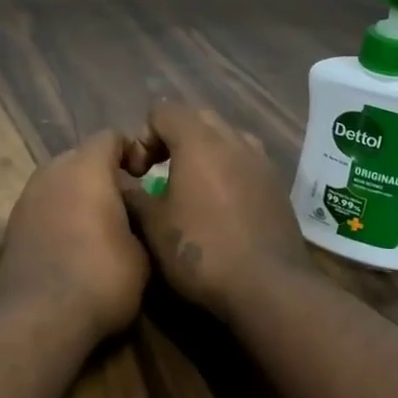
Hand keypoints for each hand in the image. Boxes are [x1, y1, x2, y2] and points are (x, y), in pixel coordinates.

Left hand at [0, 131, 149, 343]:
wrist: (40, 317)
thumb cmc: (100, 277)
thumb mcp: (142, 251)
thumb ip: (138, 219)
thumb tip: (132, 215)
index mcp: (86, 167)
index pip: (110, 137)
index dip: (131, 151)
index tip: (146, 176)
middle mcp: (52, 171)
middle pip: (81, 157)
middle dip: (103, 173)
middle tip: (125, 202)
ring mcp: (27, 197)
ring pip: (59, 181)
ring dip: (78, 194)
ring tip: (99, 225)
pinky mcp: (13, 224)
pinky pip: (44, 205)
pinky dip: (59, 214)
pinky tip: (73, 244)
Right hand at [121, 102, 306, 316]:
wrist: (269, 287)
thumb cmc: (202, 250)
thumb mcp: (152, 225)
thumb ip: (131, 195)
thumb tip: (121, 182)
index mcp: (199, 140)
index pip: (163, 110)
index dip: (143, 135)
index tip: (138, 172)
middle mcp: (233, 139)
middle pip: (196, 117)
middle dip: (172, 137)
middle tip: (158, 172)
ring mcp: (261, 160)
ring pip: (225, 137)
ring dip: (203, 151)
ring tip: (191, 186)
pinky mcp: (277, 184)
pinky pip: (244, 161)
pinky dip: (226, 170)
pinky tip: (220, 206)